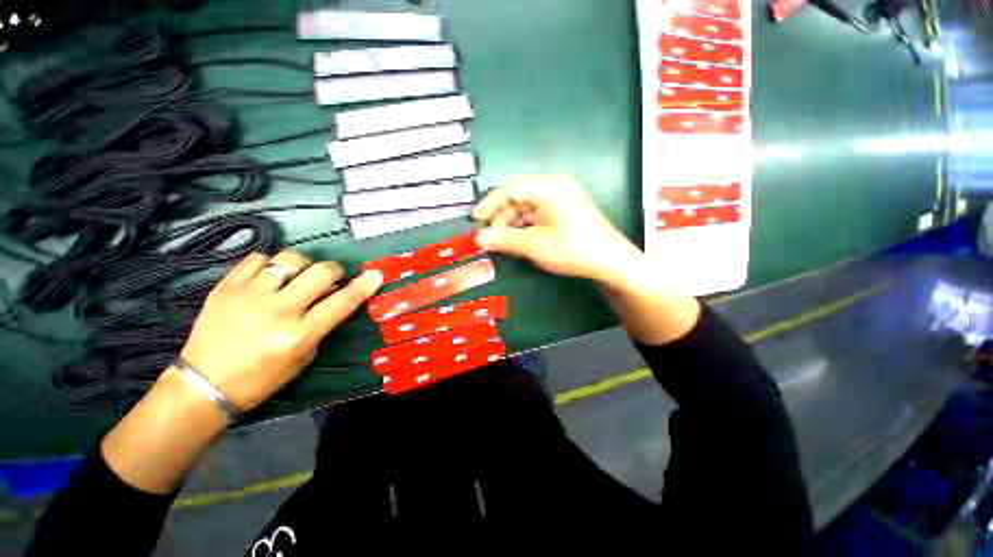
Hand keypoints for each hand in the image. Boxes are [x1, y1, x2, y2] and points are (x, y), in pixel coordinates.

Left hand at [179, 251, 383, 412]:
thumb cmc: (262, 378)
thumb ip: (321, 324)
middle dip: (333, 270)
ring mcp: (250, 295)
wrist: (204, 384)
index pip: (342, 302)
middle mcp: (279, 310)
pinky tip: (269, 275)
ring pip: (289, 259)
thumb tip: (332, 295)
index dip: (363, 286)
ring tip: (298, 274)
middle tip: (331, 276)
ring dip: (303, 264)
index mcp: (300, 333)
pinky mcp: (226, 287)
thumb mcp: (304, 356)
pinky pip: (256, 259)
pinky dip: (269, 264)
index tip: (375, 274)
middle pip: (320, 272)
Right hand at [472, 175, 641, 285]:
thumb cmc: (573, 249)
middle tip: (491, 239)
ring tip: (505, 245)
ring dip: (513, 225)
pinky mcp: (564, 210)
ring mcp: (561, 197)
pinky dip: (525, 228)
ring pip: (526, 208)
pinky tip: (520, 243)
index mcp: (549, 187)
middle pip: (518, 198)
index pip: (510, 189)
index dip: (490, 204)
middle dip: (502, 218)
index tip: (475, 220)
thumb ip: (504, 239)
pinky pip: (537, 215)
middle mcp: (555, 186)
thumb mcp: (535, 245)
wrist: (611, 262)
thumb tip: (479, 238)